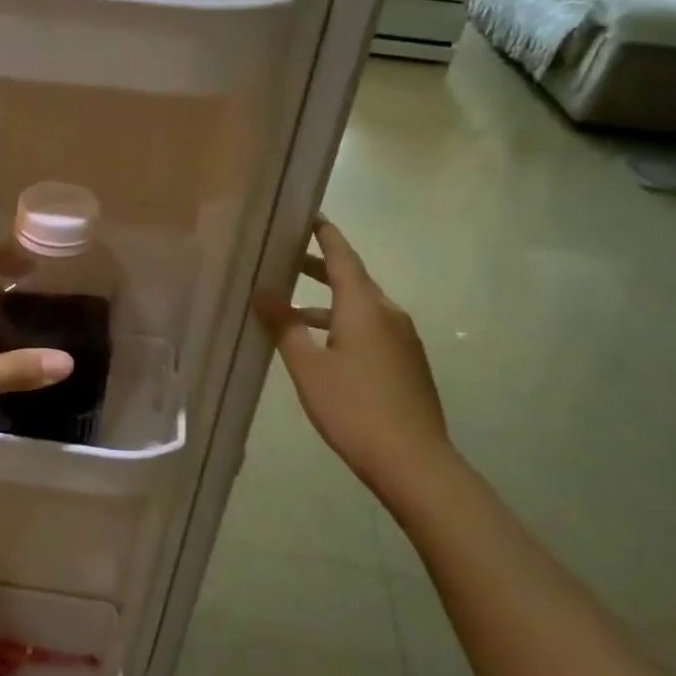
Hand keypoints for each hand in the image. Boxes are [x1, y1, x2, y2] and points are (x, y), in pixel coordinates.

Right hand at [254, 218, 456, 503]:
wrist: (413, 461)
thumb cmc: (354, 408)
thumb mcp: (308, 367)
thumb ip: (284, 325)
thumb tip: (262, 291)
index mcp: (365, 306)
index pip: (342, 256)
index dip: (324, 234)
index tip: (306, 215)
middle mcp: (389, 313)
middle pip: (352, 278)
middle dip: (319, 267)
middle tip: (284, 258)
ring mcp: (403, 339)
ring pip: (360, 306)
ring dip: (327, 302)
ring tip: (291, 309)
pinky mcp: (407, 362)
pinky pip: (370, 328)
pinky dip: (342, 323)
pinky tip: (321, 346)